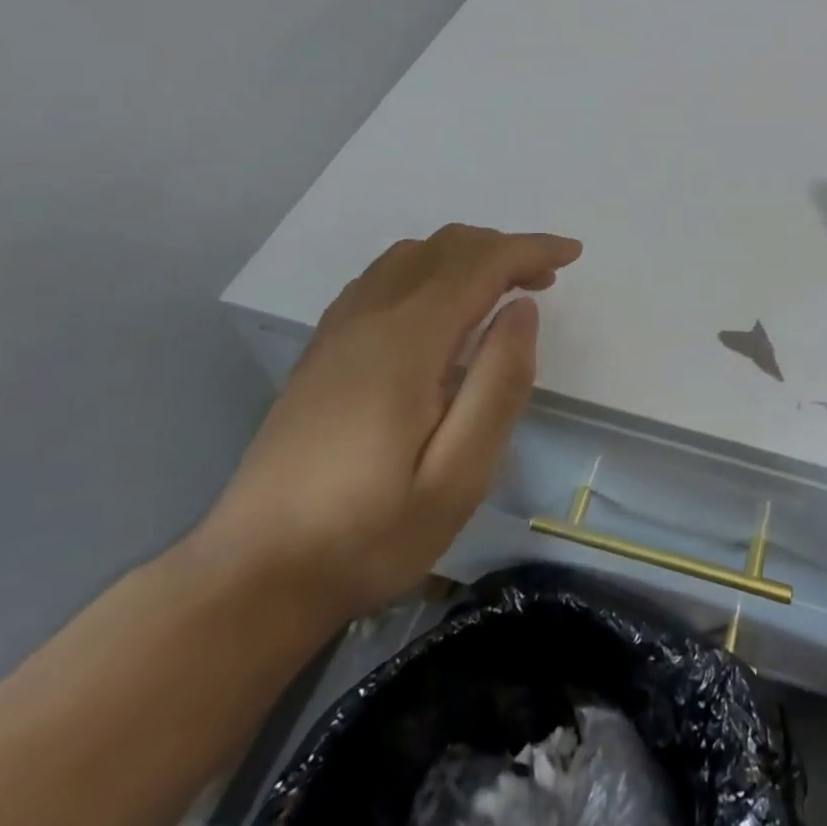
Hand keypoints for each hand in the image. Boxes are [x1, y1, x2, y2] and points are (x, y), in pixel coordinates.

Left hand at [190, 224, 581, 629]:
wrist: (254, 577)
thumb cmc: (370, 534)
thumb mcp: (458, 477)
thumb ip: (499, 385)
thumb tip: (522, 309)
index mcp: (406, 342)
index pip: (479, 264)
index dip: (531, 250)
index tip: (572, 254)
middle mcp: (368, 318)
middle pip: (445, 248)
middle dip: (504, 249)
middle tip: (546, 279)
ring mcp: (338, 330)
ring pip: (412, 255)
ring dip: (466, 255)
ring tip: (503, 288)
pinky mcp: (322, 348)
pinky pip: (383, 276)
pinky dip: (429, 268)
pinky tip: (441, 306)